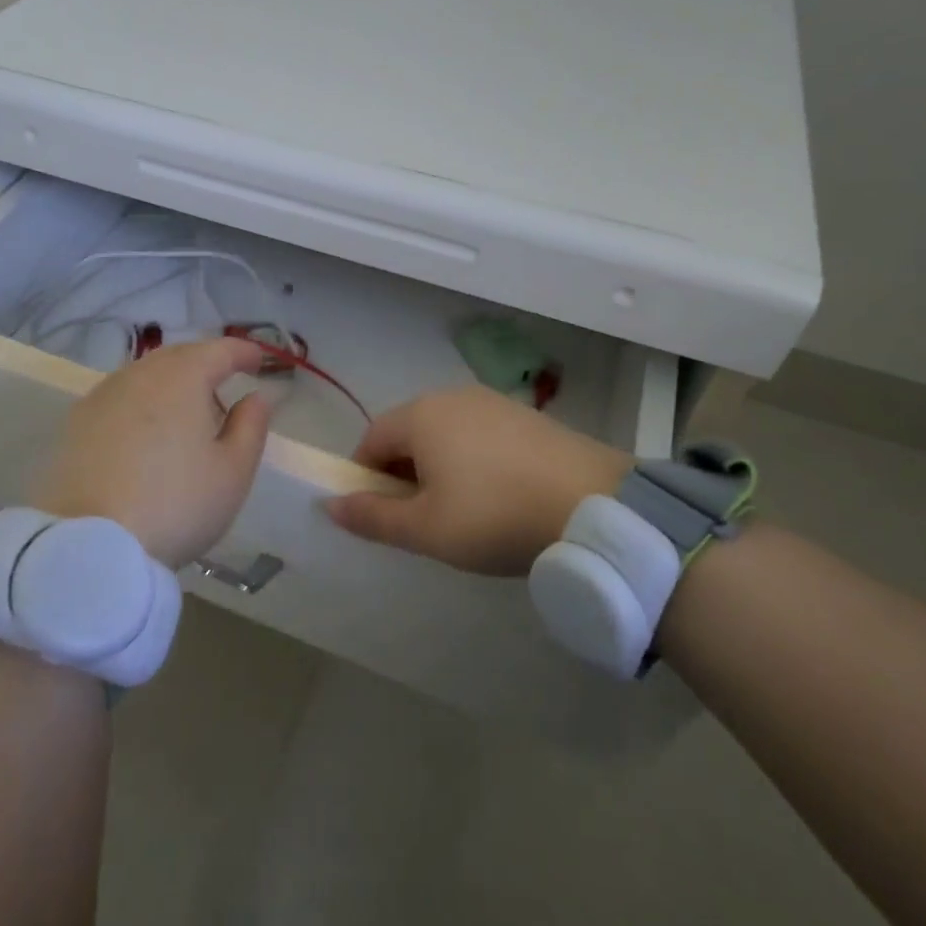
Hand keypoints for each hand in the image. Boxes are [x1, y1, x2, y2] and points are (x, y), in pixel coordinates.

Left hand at [28, 338, 270, 568]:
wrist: (88, 545)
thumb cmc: (175, 505)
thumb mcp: (232, 472)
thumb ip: (251, 426)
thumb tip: (256, 397)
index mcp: (182, 377)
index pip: (219, 350)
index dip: (243, 352)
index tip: (259, 361)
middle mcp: (139, 375)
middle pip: (179, 356)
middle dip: (206, 363)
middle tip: (225, 384)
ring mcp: (102, 397)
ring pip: (146, 375)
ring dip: (172, 382)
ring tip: (188, 411)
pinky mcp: (76, 424)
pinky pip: (120, 398)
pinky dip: (142, 403)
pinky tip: (147, 433)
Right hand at [322, 385, 631, 574]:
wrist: (595, 505)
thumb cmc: (495, 516)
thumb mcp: (426, 529)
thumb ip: (373, 517)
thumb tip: (330, 506)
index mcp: (421, 415)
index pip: (372, 440)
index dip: (366, 478)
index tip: (384, 516)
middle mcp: (452, 396)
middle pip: (408, 433)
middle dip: (404, 474)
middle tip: (425, 520)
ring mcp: (493, 402)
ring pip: (445, 434)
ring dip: (440, 468)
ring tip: (465, 512)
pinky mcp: (526, 416)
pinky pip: (480, 435)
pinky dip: (474, 462)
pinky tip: (499, 496)